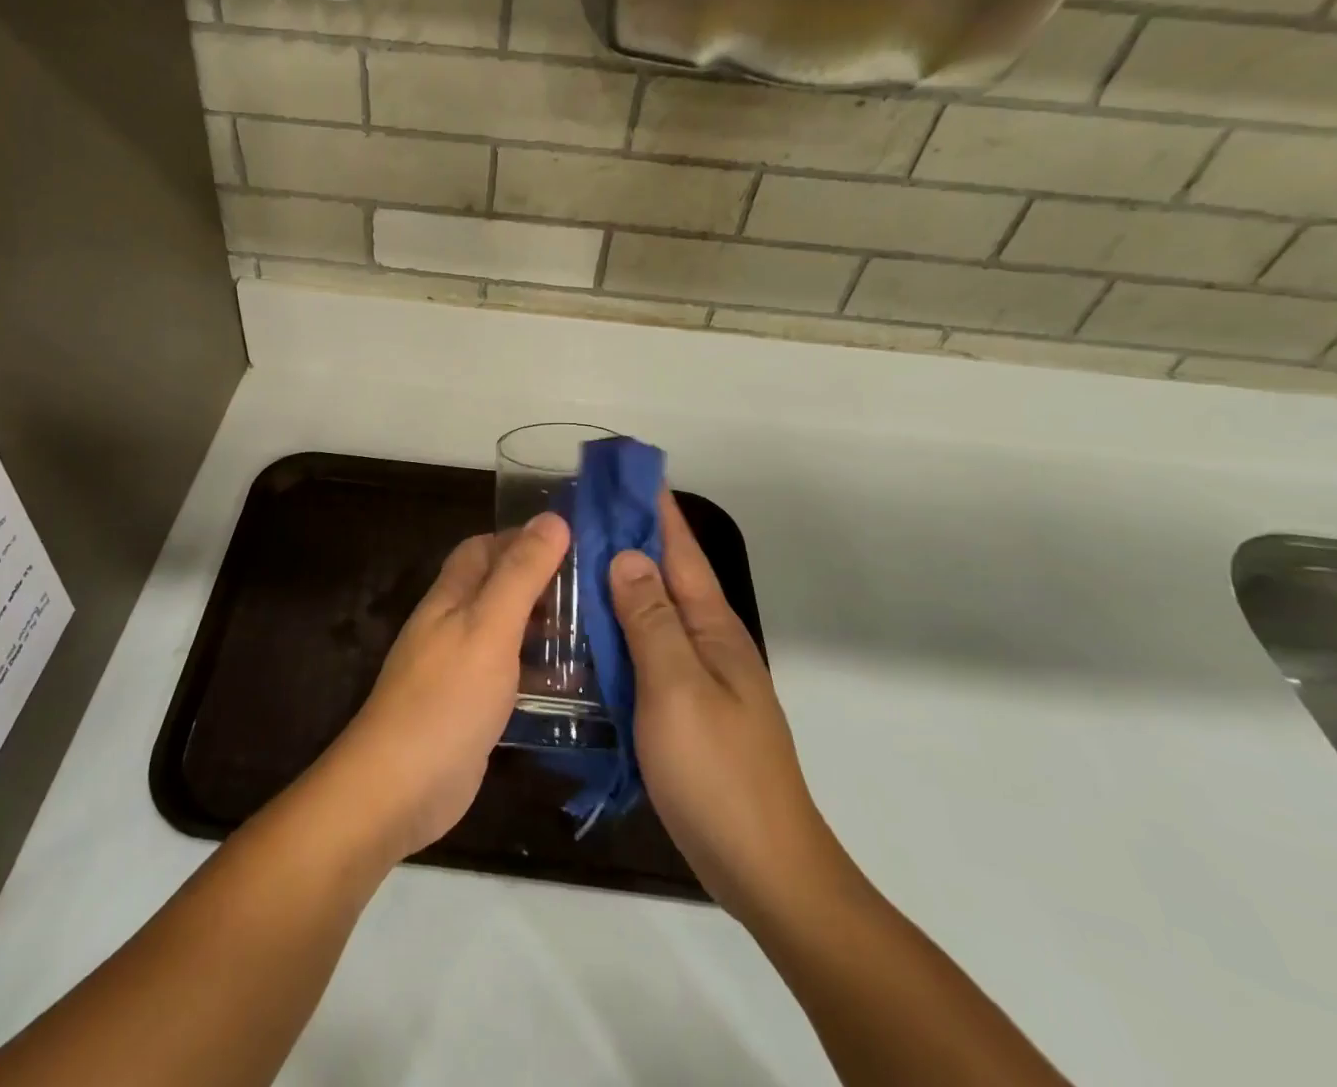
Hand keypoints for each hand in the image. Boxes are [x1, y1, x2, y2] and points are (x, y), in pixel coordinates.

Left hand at [320, 513, 568, 862]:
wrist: (399, 788)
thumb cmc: (446, 698)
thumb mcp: (490, 626)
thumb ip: (521, 574)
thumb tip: (553, 518)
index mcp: (452, 596)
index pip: (485, 547)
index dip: (523, 539)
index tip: (573, 544)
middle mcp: (453, 624)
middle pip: (498, 588)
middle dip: (541, 583)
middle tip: (594, 591)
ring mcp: (460, 668)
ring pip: (506, 632)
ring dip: (543, 628)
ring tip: (596, 631)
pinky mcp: (471, 708)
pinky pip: (509, 675)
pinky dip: (538, 671)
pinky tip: (573, 684)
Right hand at [612, 494, 838, 924]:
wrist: (763, 866)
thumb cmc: (718, 771)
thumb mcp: (676, 688)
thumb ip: (650, 620)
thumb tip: (627, 554)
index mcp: (712, 625)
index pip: (679, 547)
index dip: (652, 506)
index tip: (621, 471)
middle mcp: (708, 640)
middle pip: (665, 573)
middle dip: (629, 537)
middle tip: (578, 512)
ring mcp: (698, 675)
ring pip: (653, 611)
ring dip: (620, 581)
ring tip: (574, 559)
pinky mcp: (684, 706)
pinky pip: (647, 649)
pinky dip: (620, 628)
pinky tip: (589, 631)